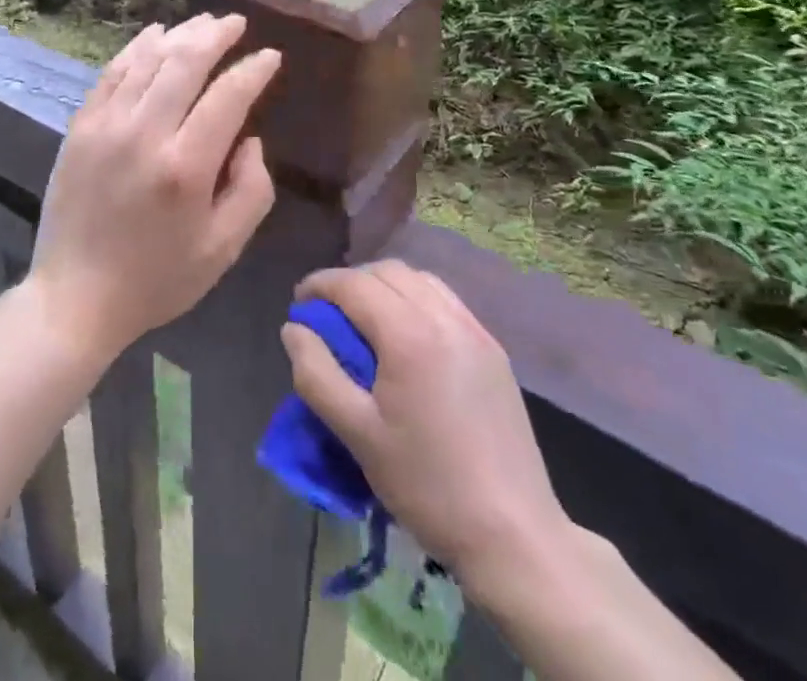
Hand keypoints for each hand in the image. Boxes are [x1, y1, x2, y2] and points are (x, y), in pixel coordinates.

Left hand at [29, 14, 281, 361]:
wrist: (76, 297)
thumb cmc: (158, 279)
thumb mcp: (223, 249)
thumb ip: (252, 190)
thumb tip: (250, 139)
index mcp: (186, 167)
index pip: (228, 97)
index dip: (253, 70)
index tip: (271, 56)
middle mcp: (145, 134)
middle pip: (185, 62)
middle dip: (216, 35)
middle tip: (236, 22)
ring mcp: (106, 125)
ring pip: (147, 59)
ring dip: (179, 35)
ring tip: (203, 22)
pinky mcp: (80, 127)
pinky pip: (112, 73)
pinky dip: (136, 48)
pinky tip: (154, 35)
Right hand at [282, 261, 569, 583]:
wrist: (513, 534)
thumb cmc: (427, 484)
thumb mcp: (358, 434)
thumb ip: (317, 374)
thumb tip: (293, 328)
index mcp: (409, 335)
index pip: (353, 284)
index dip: (320, 285)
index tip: (299, 303)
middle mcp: (444, 318)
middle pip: (386, 271)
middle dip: (350, 281)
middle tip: (327, 312)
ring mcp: (475, 330)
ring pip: (418, 279)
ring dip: (383, 284)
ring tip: (364, 317)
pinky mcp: (493, 349)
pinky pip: (445, 299)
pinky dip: (415, 297)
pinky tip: (406, 332)